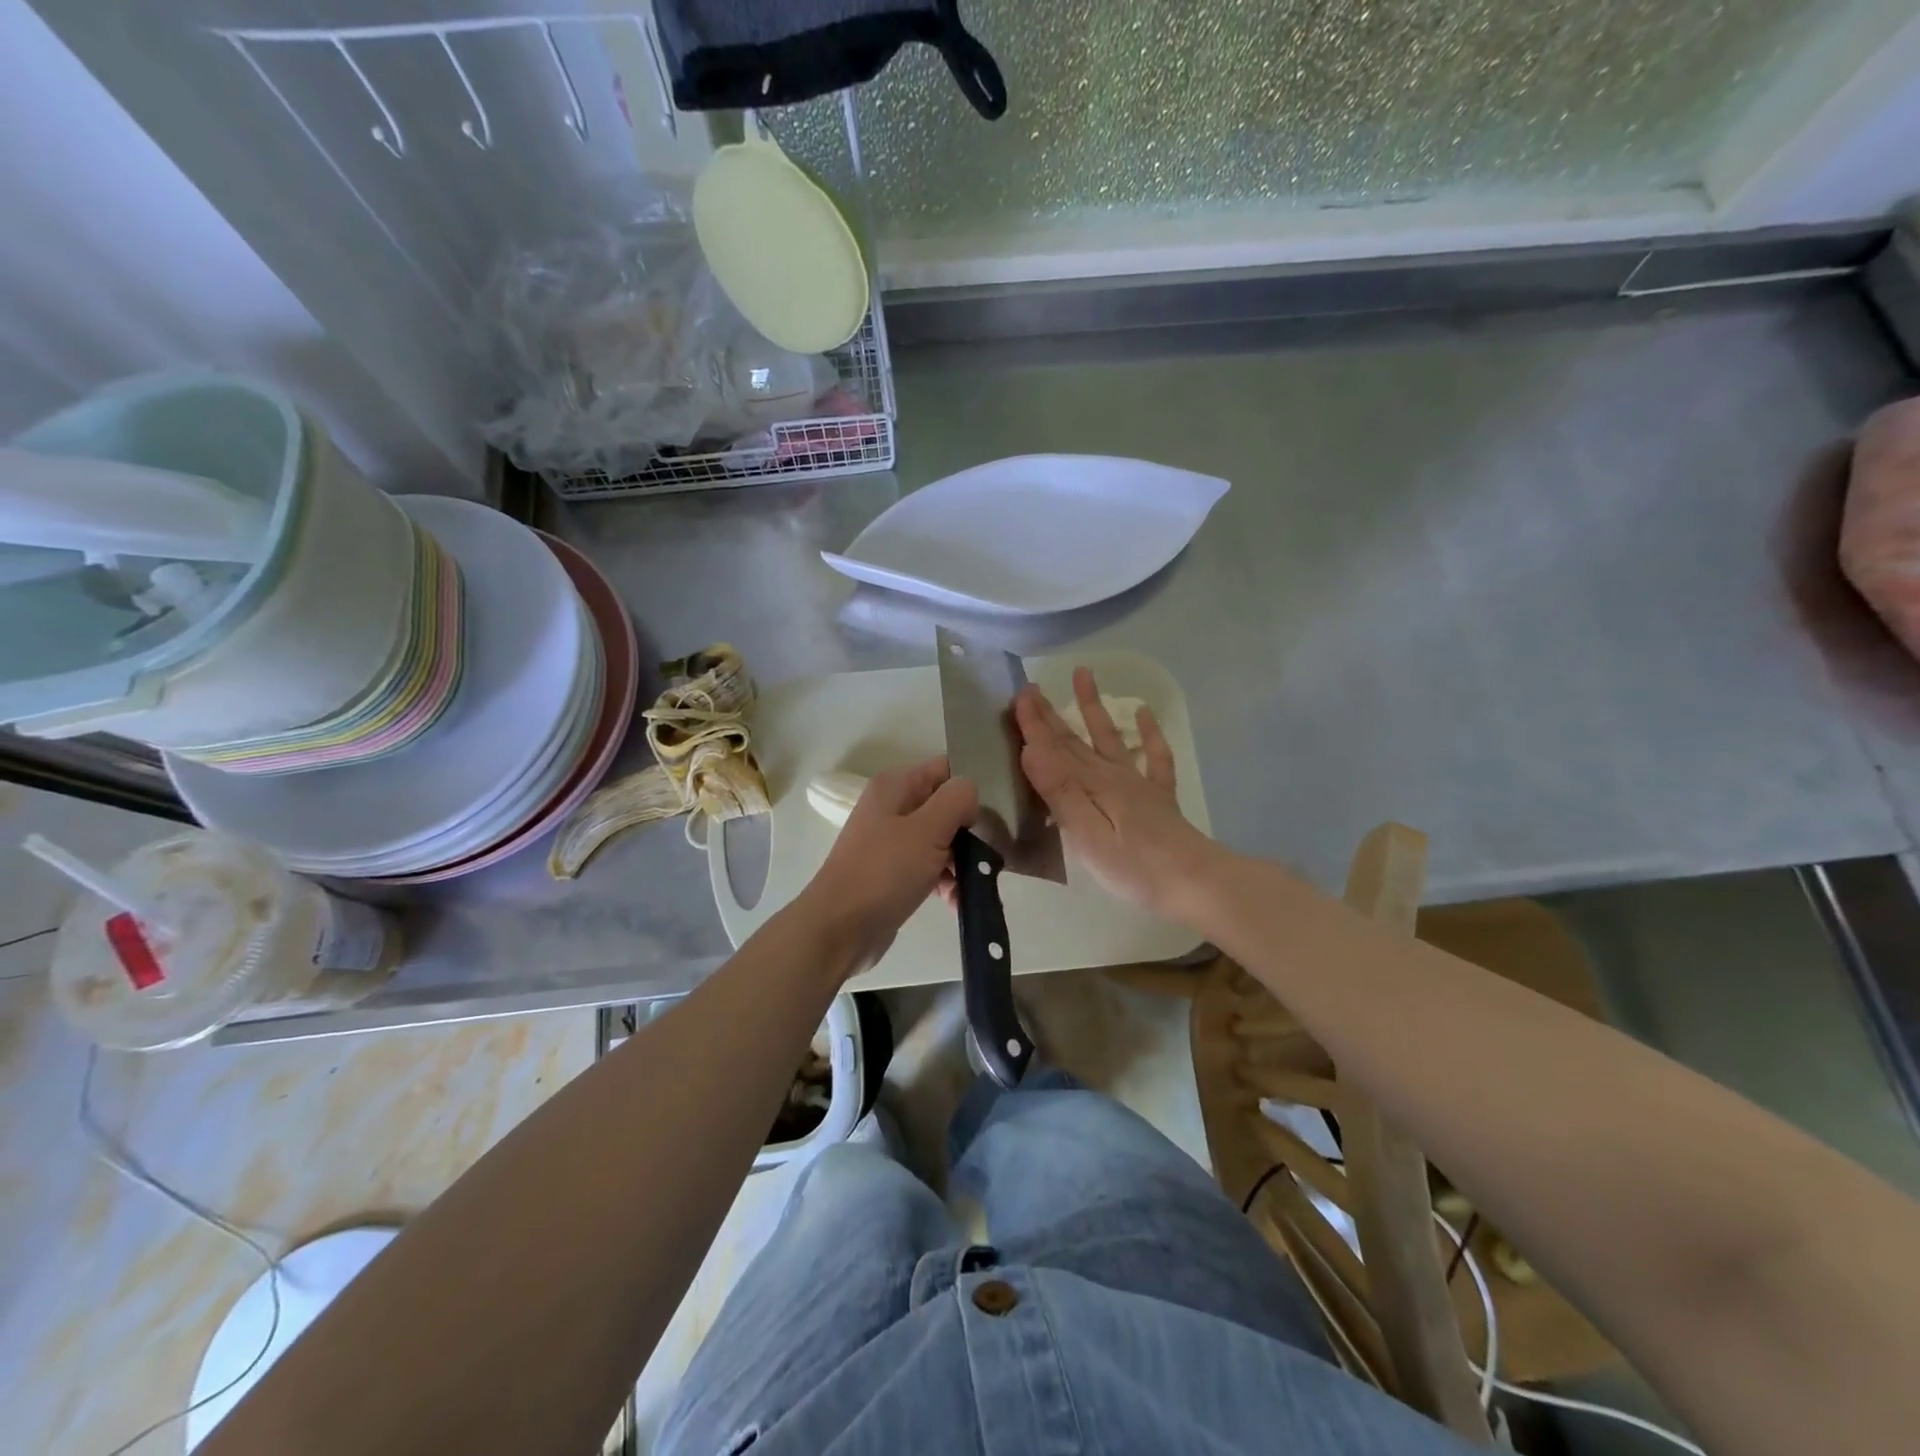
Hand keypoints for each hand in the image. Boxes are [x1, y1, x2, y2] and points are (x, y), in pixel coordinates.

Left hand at [795, 756, 976, 976]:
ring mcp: (892, 841)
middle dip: (969, 832)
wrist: (840, 929)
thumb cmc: (884, 872)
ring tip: (971, 885)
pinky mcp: (894, 872)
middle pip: (946, 806)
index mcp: (896, 786)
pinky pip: (930, 867)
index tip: (992, 816)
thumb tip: (971, 792)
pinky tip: (955, 901)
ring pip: (942, 840)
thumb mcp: (927, 829)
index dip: (971, 788)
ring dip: (961, 862)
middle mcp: (892, 806)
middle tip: (988, 855)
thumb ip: (956, 800)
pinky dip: (946, 881)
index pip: (946, 769)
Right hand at [1014, 668, 1220, 919]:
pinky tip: (1144, 712)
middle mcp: (1112, 776)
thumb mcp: (1087, 833)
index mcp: (1091, 785)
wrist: (1194, 881)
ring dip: (1094, 707)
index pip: (1055, 749)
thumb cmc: (1134, 866)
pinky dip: (1149, 733)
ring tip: (1083, 675)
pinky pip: (1154, 757)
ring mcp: (1138, 784)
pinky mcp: (1159, 798)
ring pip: (1110, 737)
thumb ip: (1060, 791)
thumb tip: (1031, 748)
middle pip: (1075, 740)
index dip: (1034, 723)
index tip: (1018, 695)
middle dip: (1050, 714)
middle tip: (1031, 687)